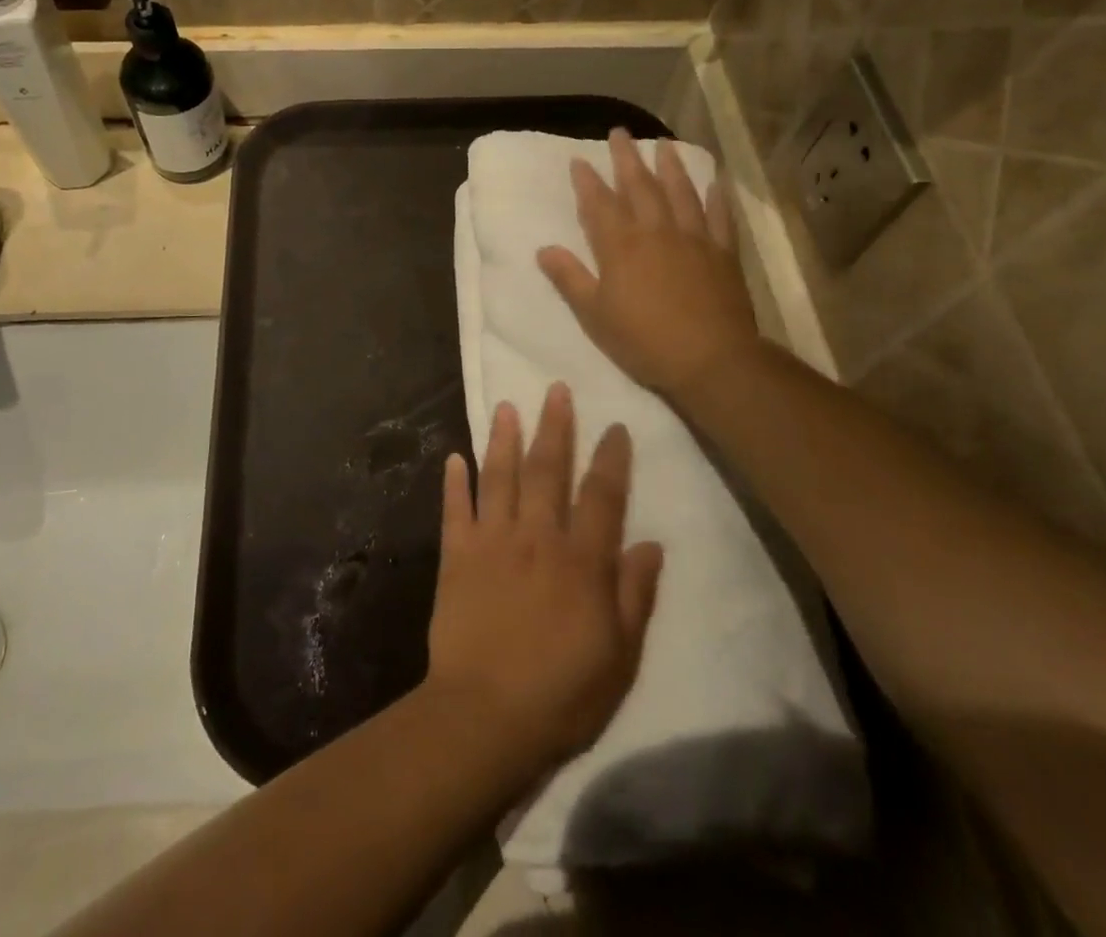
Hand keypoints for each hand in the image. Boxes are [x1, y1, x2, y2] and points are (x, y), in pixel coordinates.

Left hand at [426, 384, 662, 773]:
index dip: (610, 458)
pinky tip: (454, 456)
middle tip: (555, 389)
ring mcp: (492, 541)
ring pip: (499, 476)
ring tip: (506, 405)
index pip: (601, 495)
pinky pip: (455, 509)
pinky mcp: (457, 556)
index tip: (614, 426)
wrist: (485, 716)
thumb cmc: (562, 693)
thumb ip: (634, 595)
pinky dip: (454, 481)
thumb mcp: (619, 656)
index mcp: (580, 560)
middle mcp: (536, 537)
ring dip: (503, 438)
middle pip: (547, 470)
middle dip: (554, 426)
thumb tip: (651, 544)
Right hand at [538, 130, 760, 400]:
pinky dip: (716, 198)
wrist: (711, 359)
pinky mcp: (723, 254)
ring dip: (670, 167)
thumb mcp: (594, 315)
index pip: (599, 204)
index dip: (587, 181)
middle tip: (620, 133)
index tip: (579, 159)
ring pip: (680, 193)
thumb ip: (570, 278)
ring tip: (664, 144)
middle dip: (626, 159)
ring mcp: (693, 239)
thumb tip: (544, 249)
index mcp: (621, 246)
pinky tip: (714, 183)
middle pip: (639, 187)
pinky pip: (719, 217)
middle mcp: (656, 232)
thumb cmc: (644, 340)